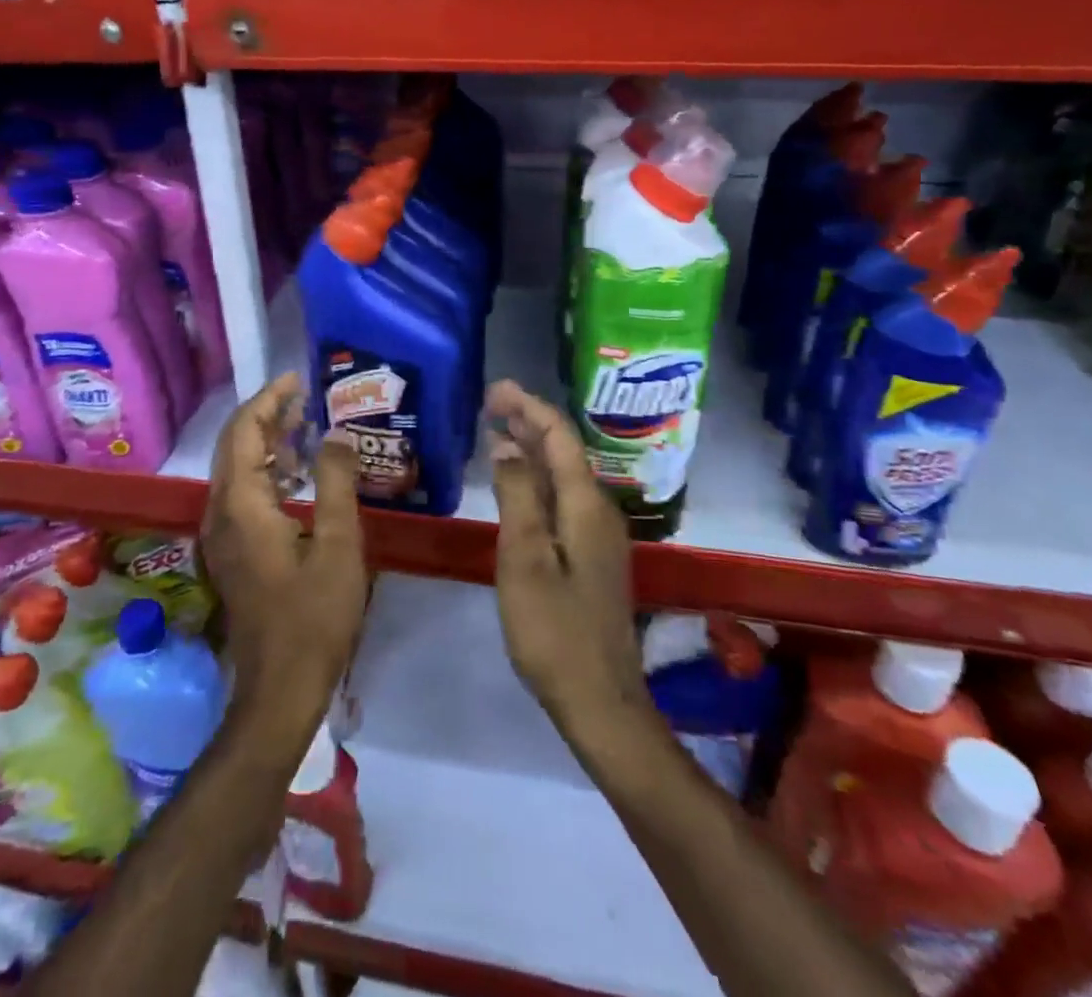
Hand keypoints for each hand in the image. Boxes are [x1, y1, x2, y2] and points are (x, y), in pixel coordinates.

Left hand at [203, 372, 366, 753]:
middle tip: (305, 397)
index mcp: (242, 505)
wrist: (280, 688)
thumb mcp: (339, 545)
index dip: (268, 399)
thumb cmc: (314, 617)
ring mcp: (222, 535)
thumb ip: (335, 482)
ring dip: (267, 442)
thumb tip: (336, 433)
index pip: (244, 432)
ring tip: (306, 425)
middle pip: (235, 446)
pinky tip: (298, 474)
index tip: (297, 379)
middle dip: (267, 416)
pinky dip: (267, 471)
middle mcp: (221, 512)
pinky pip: (243, 493)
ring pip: (238, 469)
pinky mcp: (232, 551)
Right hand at [487, 380, 647, 737]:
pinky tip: (517, 485)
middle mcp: (598, 511)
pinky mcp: (591, 557)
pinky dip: (537, 480)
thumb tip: (507, 445)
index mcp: (585, 506)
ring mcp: (598, 535)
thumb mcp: (525, 560)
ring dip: (532, 450)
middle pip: (564, 452)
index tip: (496, 389)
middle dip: (530, 422)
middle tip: (491, 402)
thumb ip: (516, 497)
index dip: (529, 408)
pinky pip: (562, 499)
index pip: (559, 438)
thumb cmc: (554, 631)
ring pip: (563, 476)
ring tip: (498, 431)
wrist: (600, 701)